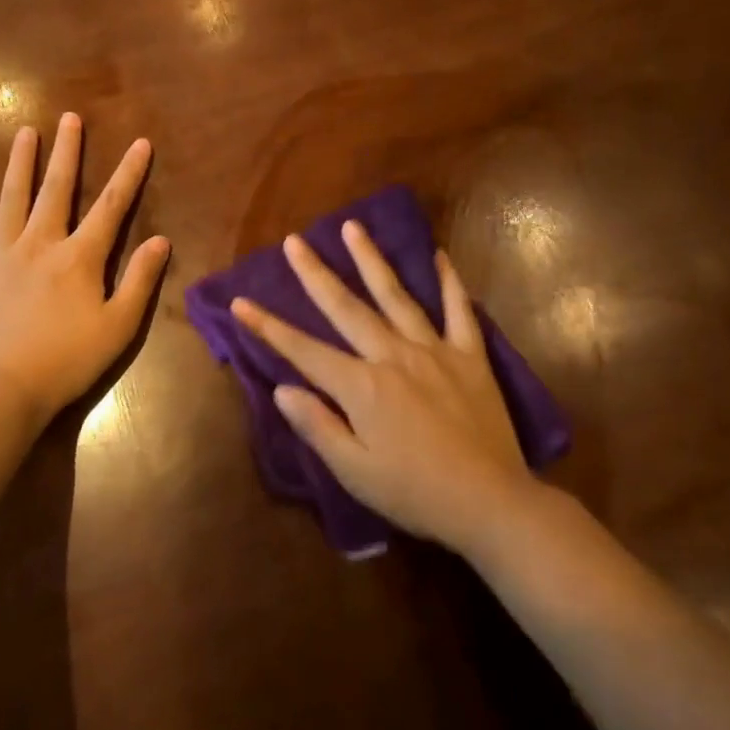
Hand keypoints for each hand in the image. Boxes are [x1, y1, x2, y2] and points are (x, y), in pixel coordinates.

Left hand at [0, 112, 169, 426]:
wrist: (2, 389)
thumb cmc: (68, 360)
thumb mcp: (119, 326)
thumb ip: (140, 280)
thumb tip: (160, 240)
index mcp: (79, 257)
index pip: (111, 206)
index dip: (129, 173)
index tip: (140, 142)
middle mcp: (40, 243)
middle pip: (57, 189)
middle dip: (67, 152)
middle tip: (70, 118)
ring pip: (11, 200)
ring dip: (20, 164)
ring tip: (25, 132)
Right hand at [229, 222, 533, 554]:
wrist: (489, 502)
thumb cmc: (415, 493)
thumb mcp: (355, 472)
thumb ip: (317, 426)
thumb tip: (282, 388)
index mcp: (362, 387)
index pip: (304, 351)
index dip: (268, 327)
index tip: (240, 302)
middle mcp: (393, 356)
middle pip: (346, 308)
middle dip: (315, 274)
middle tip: (294, 241)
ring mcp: (434, 351)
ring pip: (396, 296)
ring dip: (371, 260)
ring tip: (352, 227)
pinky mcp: (470, 356)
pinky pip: (459, 310)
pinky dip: (449, 282)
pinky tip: (439, 255)